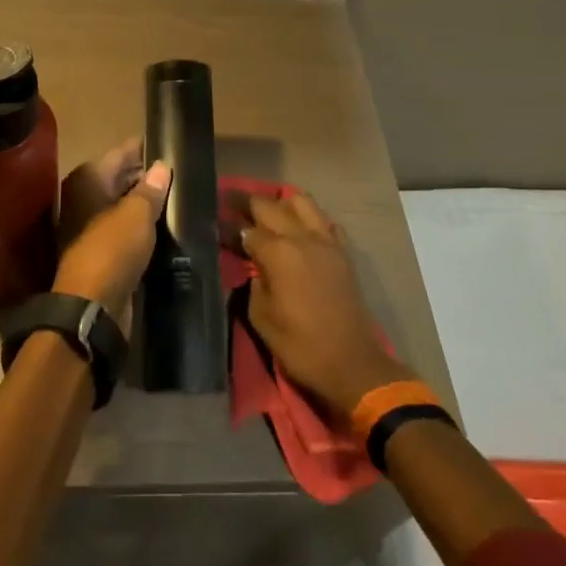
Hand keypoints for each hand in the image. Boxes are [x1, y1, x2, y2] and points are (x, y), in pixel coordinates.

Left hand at [54, 138, 171, 324]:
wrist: (91, 307)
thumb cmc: (112, 249)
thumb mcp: (137, 215)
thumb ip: (150, 189)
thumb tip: (161, 166)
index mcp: (87, 180)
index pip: (120, 153)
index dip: (144, 148)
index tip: (170, 144)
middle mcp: (83, 198)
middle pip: (119, 178)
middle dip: (146, 176)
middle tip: (180, 172)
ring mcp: (89, 225)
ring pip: (122, 205)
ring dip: (144, 203)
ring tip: (178, 197)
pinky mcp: (99, 251)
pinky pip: (124, 228)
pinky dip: (140, 226)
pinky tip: (164, 226)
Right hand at [237, 192, 406, 416]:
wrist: (352, 364)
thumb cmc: (300, 345)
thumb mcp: (261, 317)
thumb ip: (253, 283)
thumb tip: (253, 267)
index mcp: (278, 253)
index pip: (246, 230)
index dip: (228, 229)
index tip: (214, 227)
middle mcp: (302, 237)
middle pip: (270, 206)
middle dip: (247, 203)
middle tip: (229, 203)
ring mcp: (326, 241)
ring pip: (301, 202)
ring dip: (280, 203)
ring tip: (266, 213)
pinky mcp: (343, 252)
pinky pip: (324, 221)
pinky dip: (309, 219)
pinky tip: (299, 230)